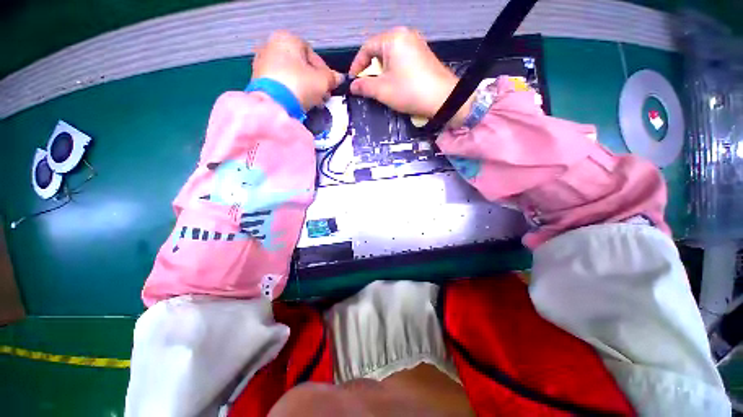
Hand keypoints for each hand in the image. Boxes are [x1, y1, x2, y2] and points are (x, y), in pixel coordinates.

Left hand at [252, 31, 341, 110]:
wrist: (274, 103)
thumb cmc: (300, 85)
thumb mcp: (323, 81)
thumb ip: (332, 78)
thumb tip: (338, 78)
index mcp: (287, 38)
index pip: (313, 54)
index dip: (325, 72)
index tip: (330, 85)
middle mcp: (271, 45)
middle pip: (301, 65)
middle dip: (314, 81)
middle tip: (323, 95)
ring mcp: (262, 62)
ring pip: (291, 75)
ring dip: (305, 87)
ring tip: (314, 102)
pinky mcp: (258, 79)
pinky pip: (281, 82)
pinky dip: (292, 91)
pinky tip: (300, 102)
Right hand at [349, 27, 471, 126]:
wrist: (443, 98)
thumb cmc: (409, 91)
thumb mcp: (383, 90)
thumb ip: (364, 87)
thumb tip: (352, 86)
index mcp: (393, 38)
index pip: (367, 47)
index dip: (357, 65)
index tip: (353, 81)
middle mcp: (405, 35)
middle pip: (379, 50)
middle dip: (370, 68)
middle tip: (366, 85)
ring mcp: (416, 43)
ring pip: (391, 55)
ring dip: (382, 71)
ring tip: (380, 86)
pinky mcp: (423, 54)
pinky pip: (402, 58)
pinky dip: (394, 70)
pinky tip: (395, 83)